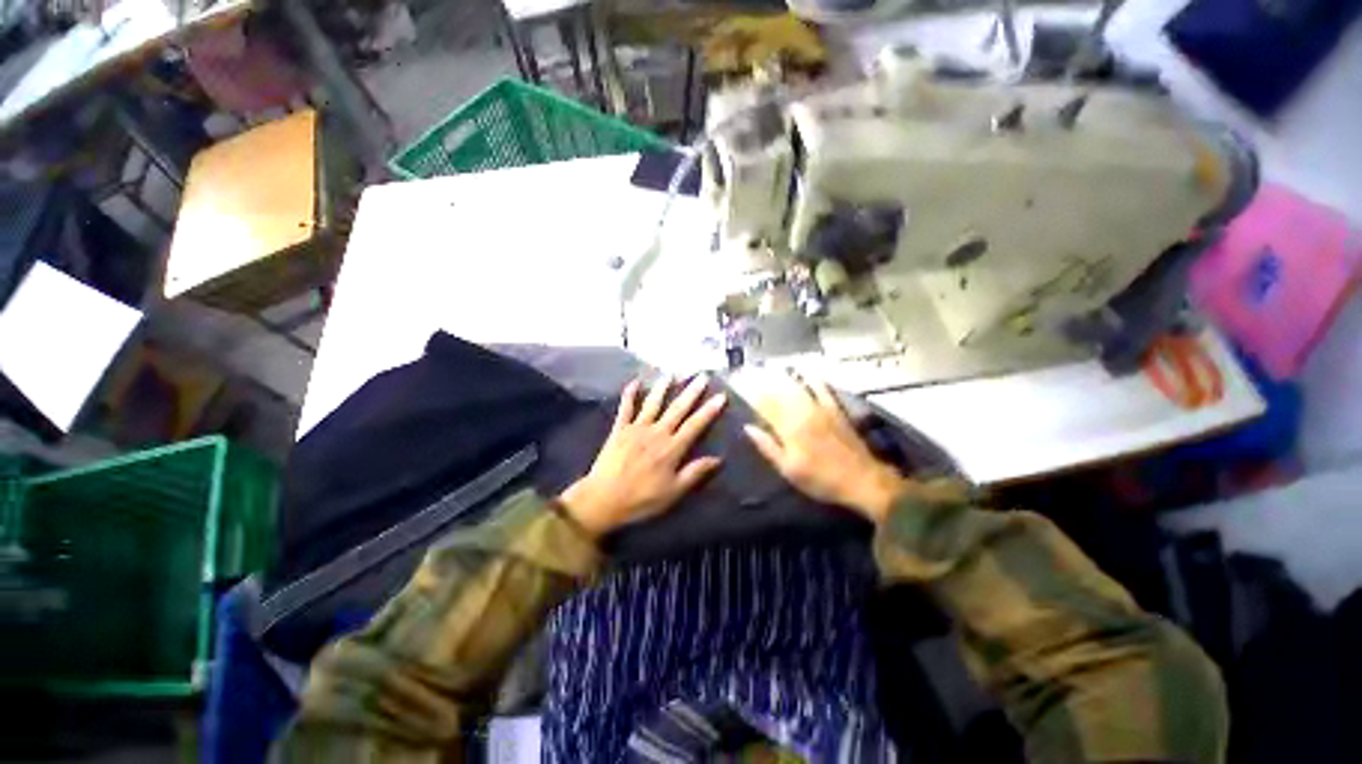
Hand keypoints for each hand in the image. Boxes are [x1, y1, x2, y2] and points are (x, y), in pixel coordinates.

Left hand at [560, 375, 726, 536]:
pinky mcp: (619, 429)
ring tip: (672, 373)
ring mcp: (636, 428)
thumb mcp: (673, 492)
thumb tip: (718, 458)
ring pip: (653, 403)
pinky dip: (630, 394)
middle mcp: (656, 432)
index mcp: (671, 448)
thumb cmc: (641, 499)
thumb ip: (695, 473)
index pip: (695, 425)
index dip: (709, 410)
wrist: (603, 499)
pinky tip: (635, 382)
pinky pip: (625, 408)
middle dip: (691, 391)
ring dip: (663, 387)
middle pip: (677, 408)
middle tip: (702, 375)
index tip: (721, 395)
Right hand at [742, 374, 907, 522]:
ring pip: (798, 389)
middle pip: (780, 395)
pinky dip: (815, 380)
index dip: (753, 397)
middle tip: (753, 375)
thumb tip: (748, 427)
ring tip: (772, 370)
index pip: (766, 408)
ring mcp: (821, 409)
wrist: (861, 480)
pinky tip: (808, 372)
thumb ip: (767, 446)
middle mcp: (802, 413)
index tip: (743, 387)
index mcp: (788, 429)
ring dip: (784, 379)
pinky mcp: (836, 410)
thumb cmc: (820, 479)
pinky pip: (823, 389)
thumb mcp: (788, 469)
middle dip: (765, 385)